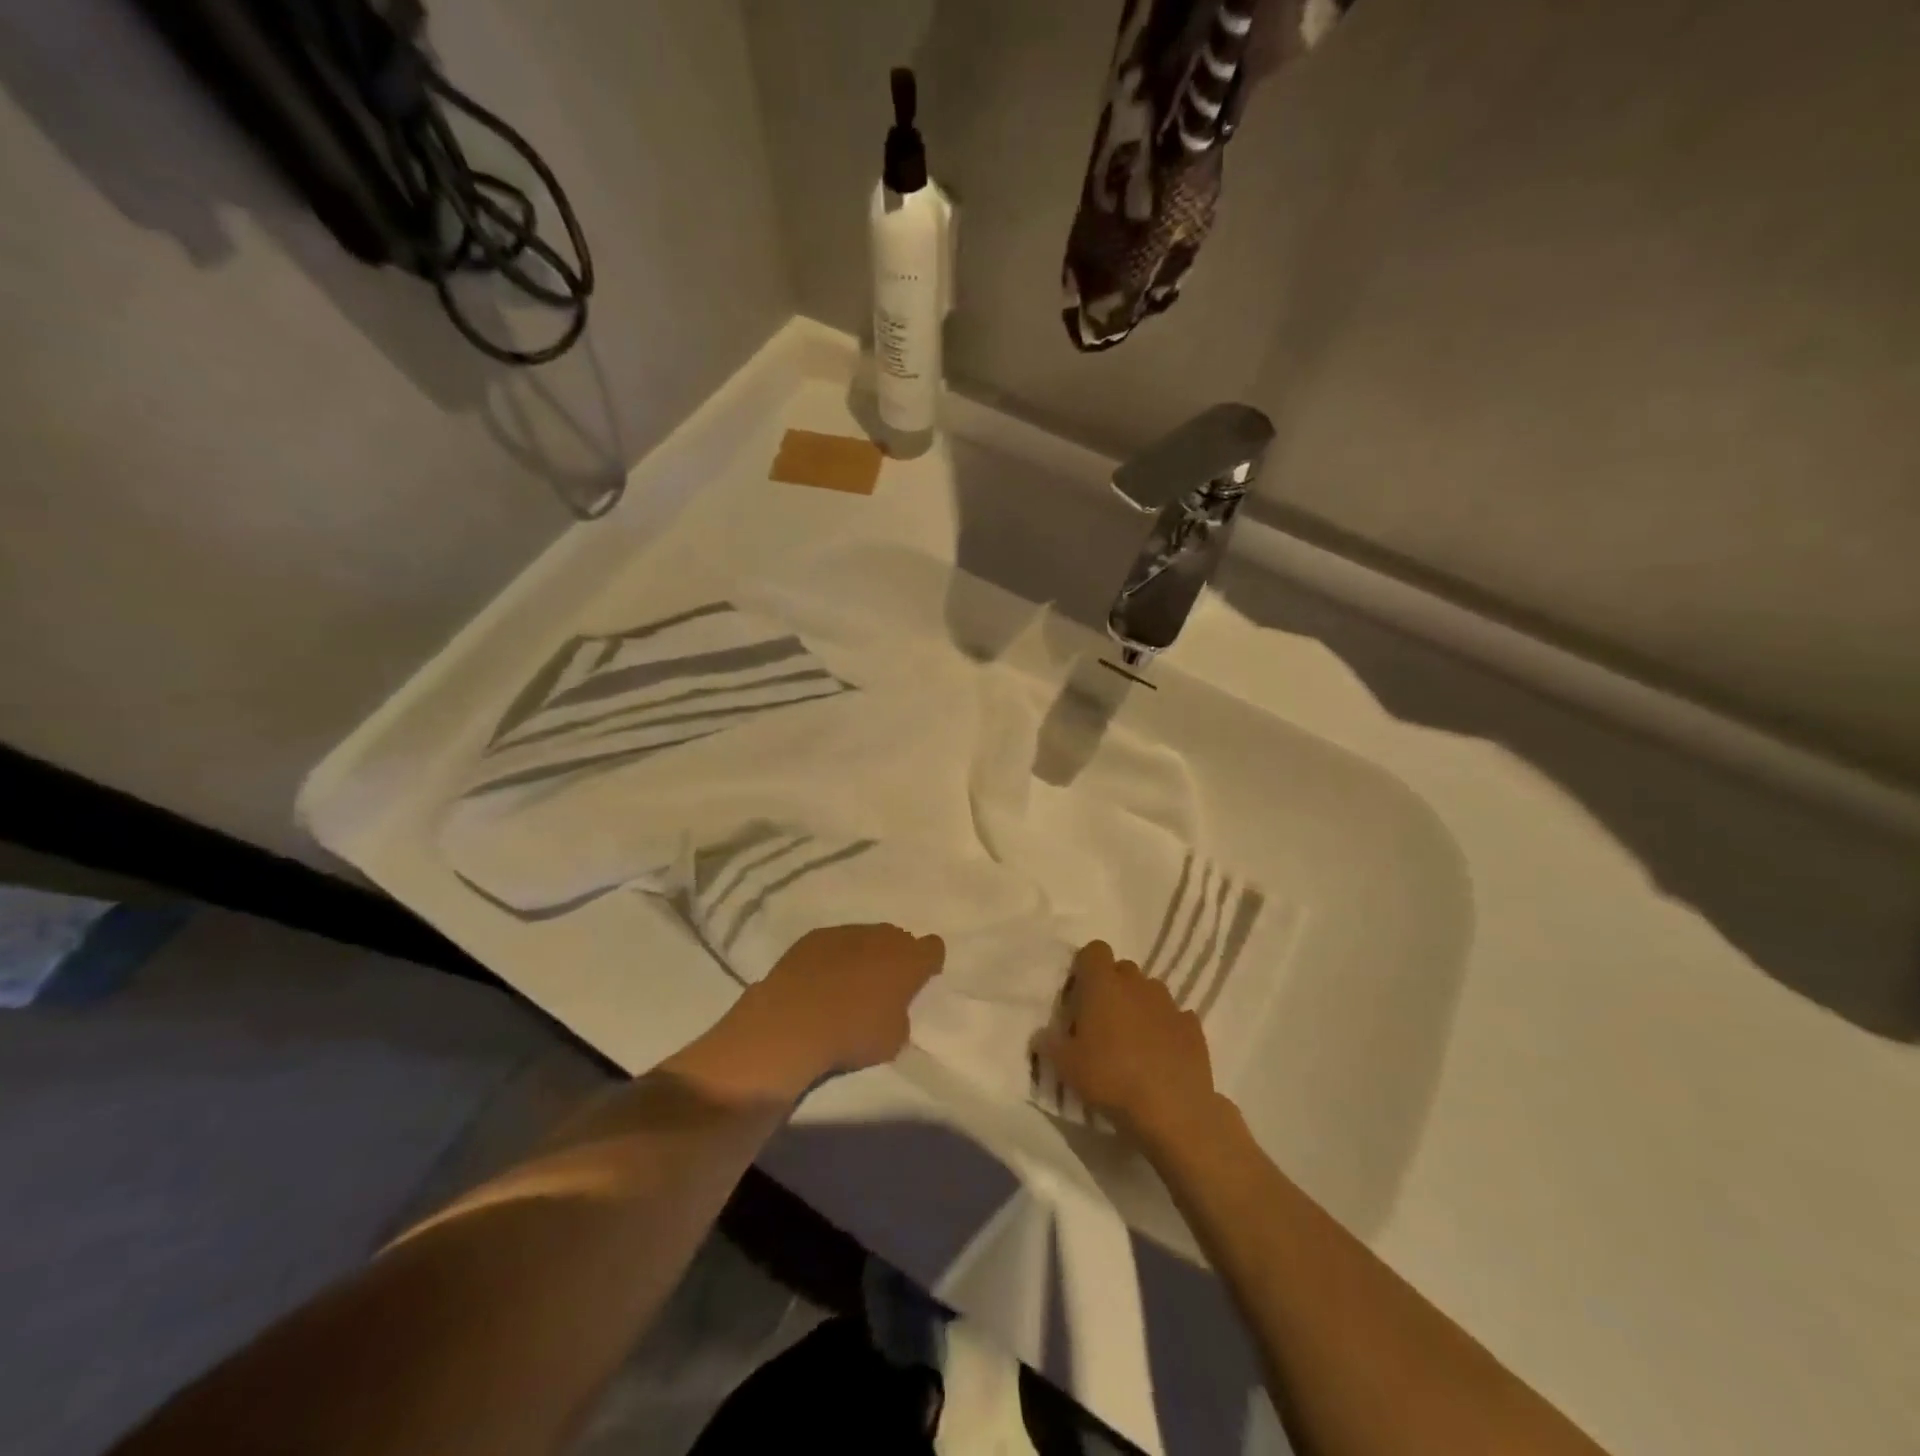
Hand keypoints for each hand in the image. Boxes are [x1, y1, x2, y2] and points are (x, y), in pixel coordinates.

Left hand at [675, 925, 944, 1102]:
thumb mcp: (893, 1039)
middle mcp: (882, 937)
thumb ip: (900, 1014)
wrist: (793, 1023)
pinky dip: (834, 956)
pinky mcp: (814, 936)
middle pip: (898, 938)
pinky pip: (835, 942)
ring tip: (849, 983)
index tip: (921, 978)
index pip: (933, 948)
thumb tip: (891, 1006)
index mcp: (909, 960)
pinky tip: (821, 979)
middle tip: (884, 984)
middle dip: (895, 956)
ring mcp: (846, 932)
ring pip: (865, 937)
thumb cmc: (852, 1035)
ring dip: (864, 954)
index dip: (929, 963)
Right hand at [1036, 941, 1220, 1150]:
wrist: (1172, 1110)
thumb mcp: (1066, 1067)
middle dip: (1112, 987)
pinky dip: (1166, 1028)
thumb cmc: (1110, 1078)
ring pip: (1150, 991)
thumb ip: (1050, 1044)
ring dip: (1140, 1006)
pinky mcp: (1193, 1027)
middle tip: (1102, 1021)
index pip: (1094, 950)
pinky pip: (1174, 1017)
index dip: (1086, 968)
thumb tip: (1041, 1035)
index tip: (1079, 995)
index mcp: (1103, 984)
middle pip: (1122, 969)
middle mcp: (1137, 984)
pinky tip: (1161, 1055)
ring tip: (1133, 1040)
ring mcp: (1169, 1003)